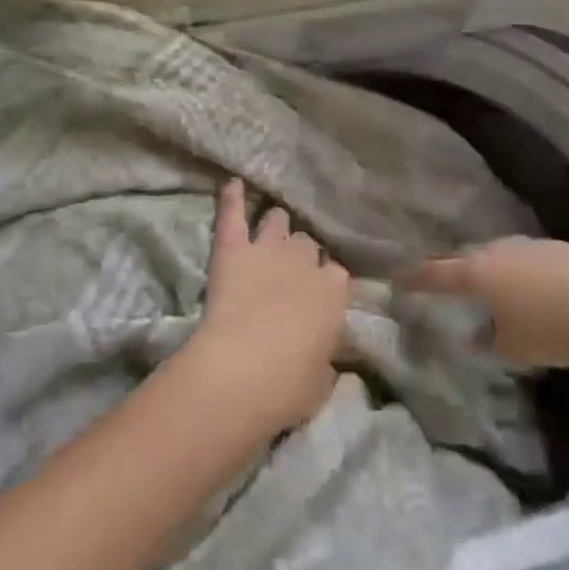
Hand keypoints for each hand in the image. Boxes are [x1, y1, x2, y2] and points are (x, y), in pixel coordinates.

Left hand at [186, 178, 350, 431]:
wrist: (243, 371)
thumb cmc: (288, 386)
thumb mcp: (322, 380)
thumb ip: (327, 358)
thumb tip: (327, 358)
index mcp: (334, 292)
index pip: (336, 274)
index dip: (324, 282)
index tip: (317, 294)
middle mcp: (305, 261)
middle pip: (307, 243)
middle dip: (300, 253)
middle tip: (289, 268)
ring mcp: (268, 248)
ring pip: (277, 220)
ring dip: (275, 224)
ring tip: (269, 227)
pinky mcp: (233, 248)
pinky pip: (233, 213)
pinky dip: (232, 197)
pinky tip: (232, 183)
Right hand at [394, 238, 568, 368]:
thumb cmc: (554, 330)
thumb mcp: (516, 349)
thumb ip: (488, 342)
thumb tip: (475, 338)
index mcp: (478, 272)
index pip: (435, 273)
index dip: (414, 278)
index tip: (396, 280)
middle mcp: (497, 250)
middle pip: (464, 258)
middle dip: (450, 270)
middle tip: (439, 281)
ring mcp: (528, 244)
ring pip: (496, 254)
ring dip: (486, 269)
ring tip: (485, 287)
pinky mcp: (556, 246)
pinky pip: (523, 257)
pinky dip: (516, 271)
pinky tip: (527, 287)